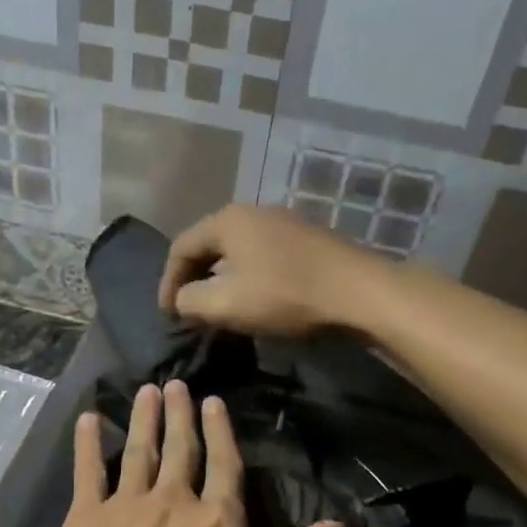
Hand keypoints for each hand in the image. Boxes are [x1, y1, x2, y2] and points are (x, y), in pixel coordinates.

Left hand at [34, 379, 346, 526]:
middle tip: (176, 383)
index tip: (213, 400)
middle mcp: (172, 503)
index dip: (221, 432)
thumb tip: (338, 526)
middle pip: (180, 450)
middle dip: (180, 415)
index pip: (226, 465)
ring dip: (144, 419)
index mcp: (218, 524)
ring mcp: (123, 509)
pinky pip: (86, 472)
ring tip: (146, 390)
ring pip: (138, 451)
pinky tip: (88, 419)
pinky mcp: (81, 524)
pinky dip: (87, 443)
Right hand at [157, 204, 391, 337]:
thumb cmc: (284, 294)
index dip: (168, 282)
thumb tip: (182, 299)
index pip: (181, 246)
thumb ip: (190, 301)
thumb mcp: (226, 304)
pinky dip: (248, 275)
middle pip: (209, 244)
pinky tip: (256, 297)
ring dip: (222, 277)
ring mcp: (284, 222)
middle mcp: (253, 211)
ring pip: (237, 249)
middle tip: (189, 308)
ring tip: (220, 306)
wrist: (358, 291)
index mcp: (227, 220)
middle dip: (194, 278)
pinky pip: (262, 254)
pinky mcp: (307, 239)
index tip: (168, 314)